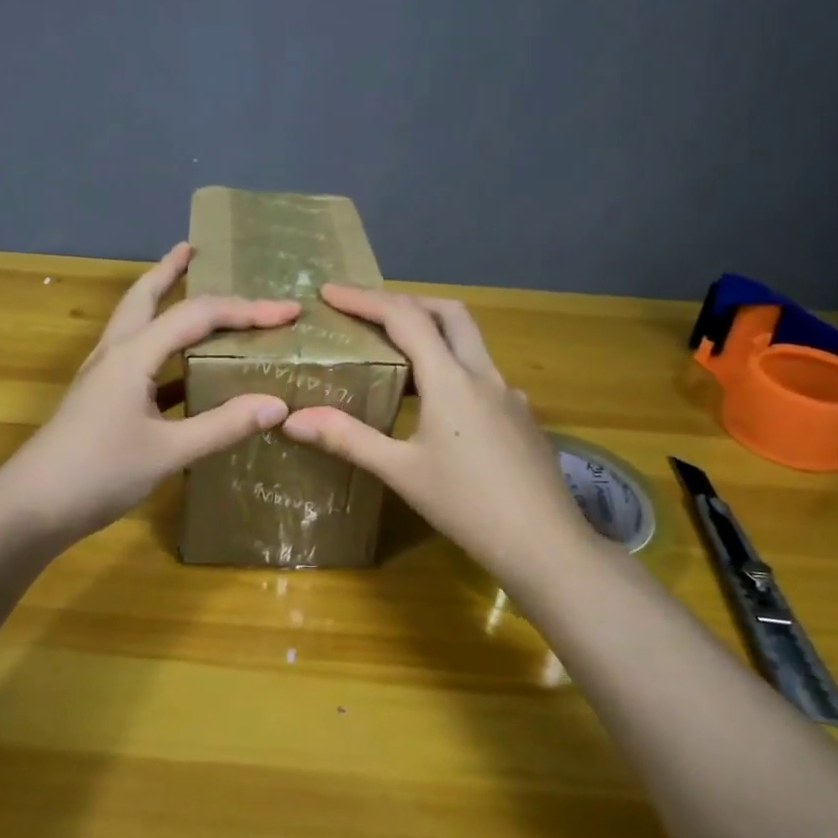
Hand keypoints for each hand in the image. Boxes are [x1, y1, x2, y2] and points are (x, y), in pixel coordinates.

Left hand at [0, 243, 299, 543]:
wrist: (31, 508)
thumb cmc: (98, 473)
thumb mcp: (169, 452)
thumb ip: (223, 426)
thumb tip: (277, 404)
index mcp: (132, 355)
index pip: (196, 316)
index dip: (245, 310)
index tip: (287, 311)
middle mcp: (115, 354)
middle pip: (143, 297)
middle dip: (169, 271)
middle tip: (193, 249)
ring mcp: (102, 377)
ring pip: (136, 325)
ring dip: (160, 302)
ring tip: (186, 290)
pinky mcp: (100, 400)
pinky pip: (137, 360)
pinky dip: (161, 351)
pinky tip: (181, 369)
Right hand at [280, 284, 597, 588]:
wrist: (544, 544)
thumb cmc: (467, 506)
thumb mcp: (401, 472)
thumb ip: (348, 439)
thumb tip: (292, 420)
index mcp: (451, 380)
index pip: (404, 318)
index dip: (364, 300)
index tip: (329, 292)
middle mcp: (484, 375)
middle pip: (448, 313)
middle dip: (405, 303)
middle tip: (368, 314)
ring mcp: (509, 394)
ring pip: (469, 342)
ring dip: (432, 333)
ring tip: (394, 355)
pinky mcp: (521, 416)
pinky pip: (481, 374)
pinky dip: (451, 367)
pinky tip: (436, 404)